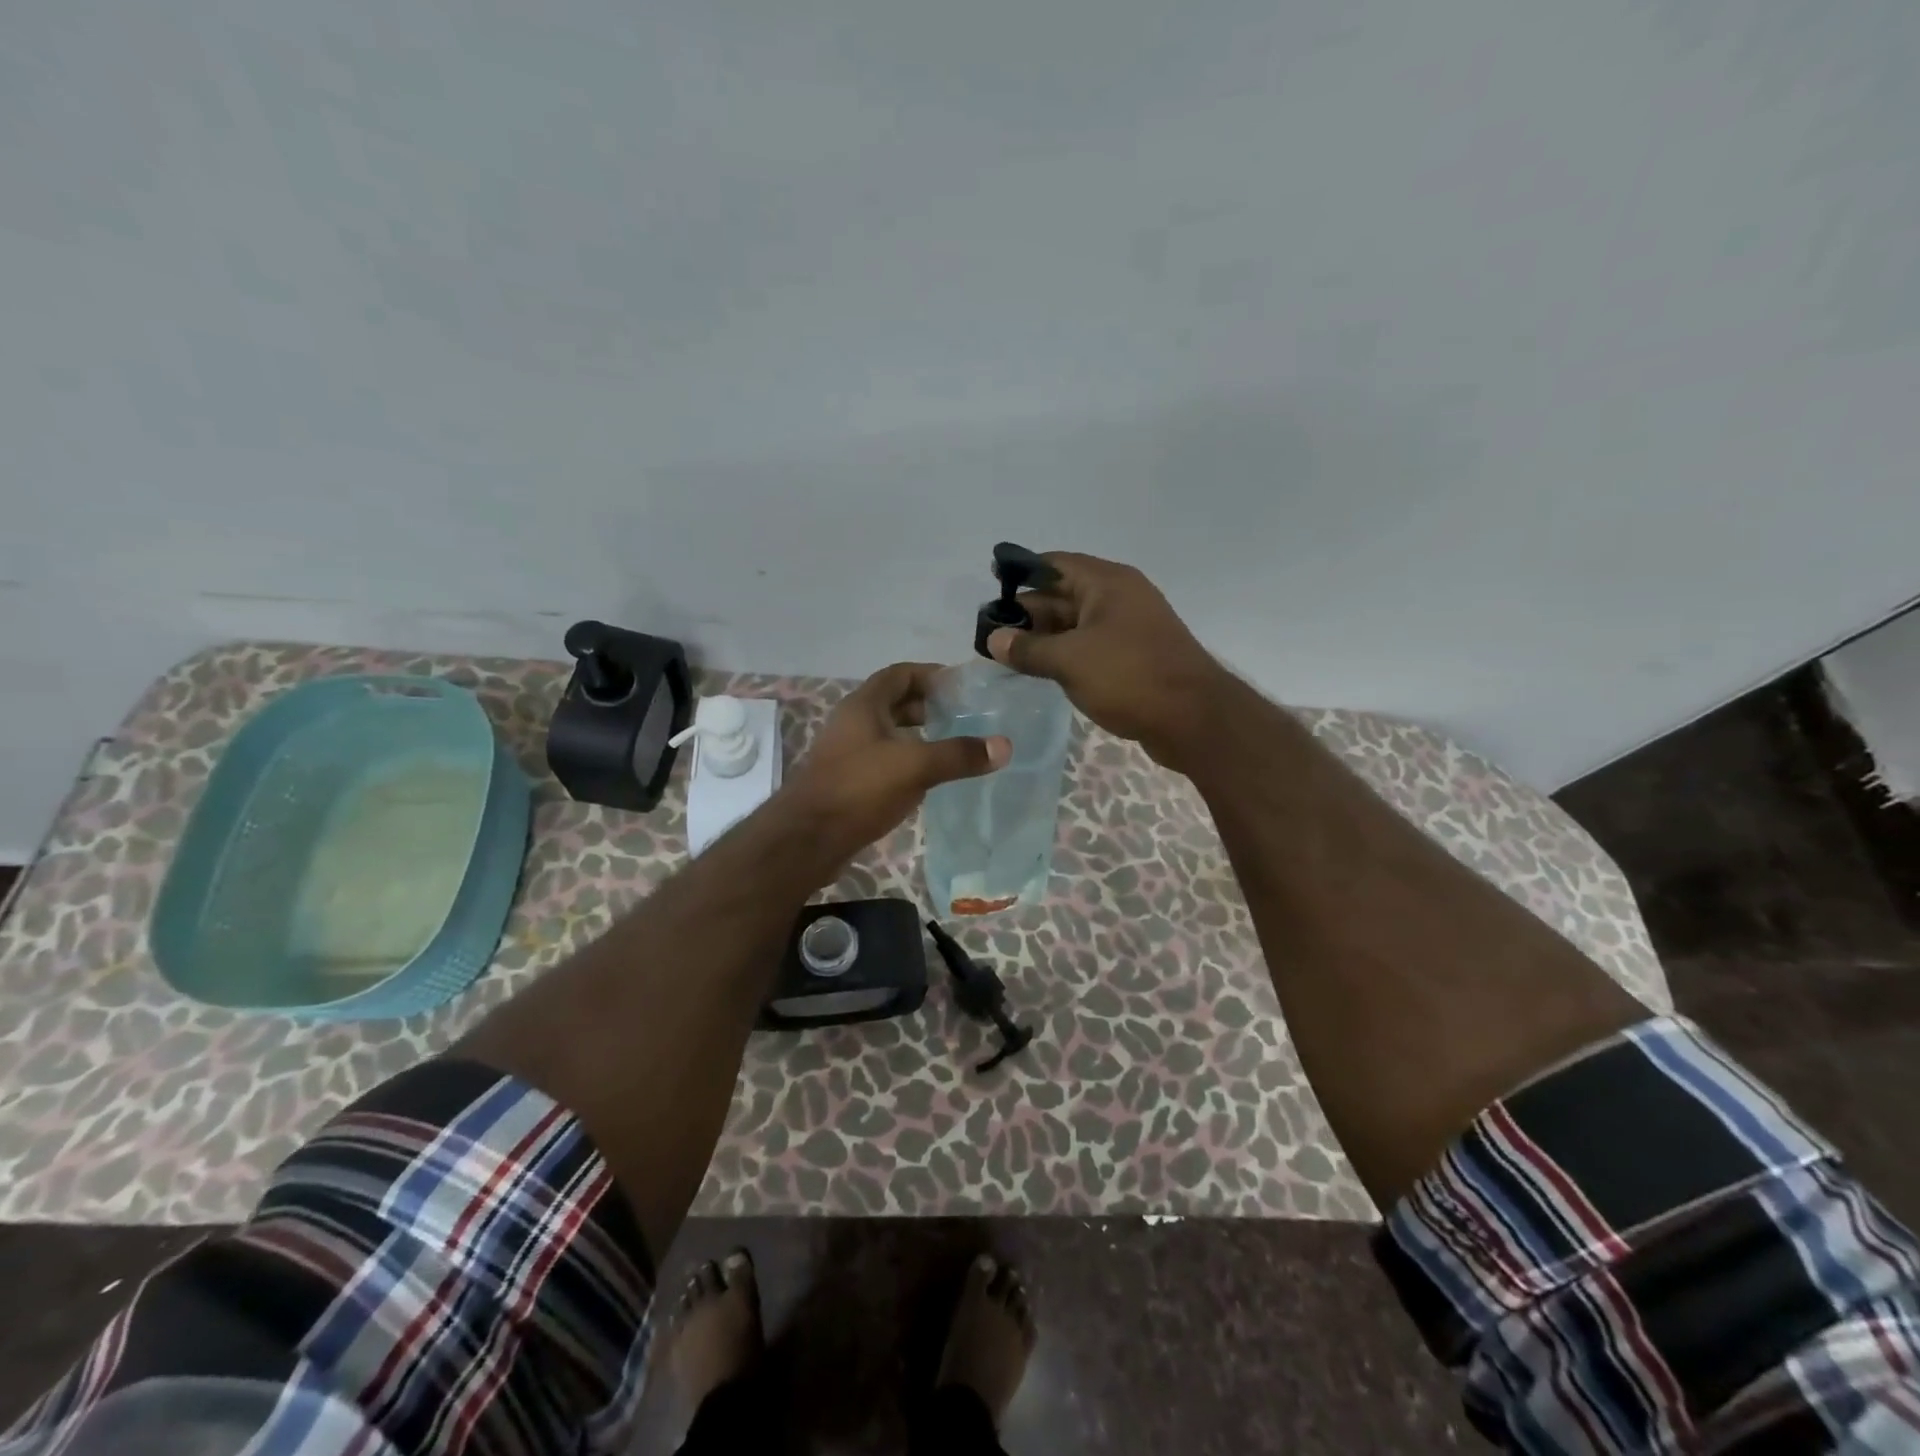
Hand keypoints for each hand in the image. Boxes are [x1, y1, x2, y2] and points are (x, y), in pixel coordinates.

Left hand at [779, 662, 1009, 864]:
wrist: (807, 839)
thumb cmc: (859, 789)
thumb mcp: (915, 766)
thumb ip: (958, 755)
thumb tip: (1004, 746)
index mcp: (864, 706)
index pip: (899, 674)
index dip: (930, 674)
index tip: (961, 686)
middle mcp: (852, 722)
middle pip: (893, 703)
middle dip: (927, 706)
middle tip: (963, 717)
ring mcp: (847, 753)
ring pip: (888, 733)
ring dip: (917, 735)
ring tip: (951, 746)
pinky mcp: (847, 781)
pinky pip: (882, 760)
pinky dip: (906, 760)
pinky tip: (927, 778)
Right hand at [986, 551, 1231, 770]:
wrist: (1194, 719)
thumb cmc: (1129, 676)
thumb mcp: (1069, 660)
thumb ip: (1027, 649)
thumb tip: (994, 639)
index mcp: (1107, 583)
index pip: (1055, 564)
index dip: (1021, 571)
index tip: (990, 582)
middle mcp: (1119, 598)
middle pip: (1063, 594)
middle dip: (1027, 611)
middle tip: (990, 631)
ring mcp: (1129, 629)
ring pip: (1076, 624)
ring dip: (1043, 637)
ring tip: (1006, 653)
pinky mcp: (1133, 658)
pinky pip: (1089, 647)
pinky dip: (1064, 654)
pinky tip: (1040, 670)